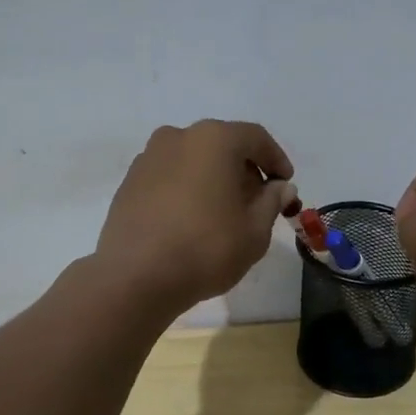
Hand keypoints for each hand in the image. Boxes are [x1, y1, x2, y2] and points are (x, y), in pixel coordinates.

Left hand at [94, 120, 295, 314]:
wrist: (135, 277)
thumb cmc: (205, 249)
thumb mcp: (255, 231)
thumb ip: (272, 202)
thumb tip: (280, 187)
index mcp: (213, 139)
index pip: (255, 138)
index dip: (276, 159)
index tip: (286, 183)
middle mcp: (178, 137)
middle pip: (222, 145)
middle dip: (244, 169)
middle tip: (258, 201)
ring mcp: (149, 158)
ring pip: (193, 160)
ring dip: (213, 178)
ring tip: (224, 212)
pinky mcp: (130, 182)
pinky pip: (170, 176)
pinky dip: (187, 188)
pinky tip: (192, 219)